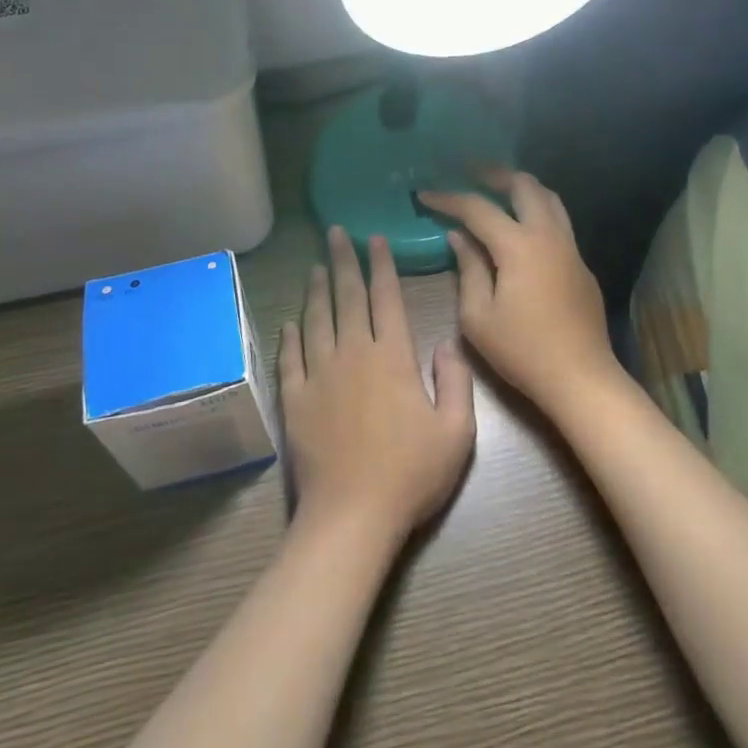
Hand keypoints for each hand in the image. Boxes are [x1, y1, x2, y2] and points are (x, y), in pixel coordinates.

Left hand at [279, 227, 475, 543]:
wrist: (352, 515)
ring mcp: (319, 375)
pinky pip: (290, 358)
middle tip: (335, 232)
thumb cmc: (411, 474)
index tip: (375, 238)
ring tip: (314, 265)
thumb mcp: (457, 432)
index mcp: (392, 357)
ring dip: (316, 290)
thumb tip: (444, 343)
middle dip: (343, 261)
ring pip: (316, 319)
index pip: (386, 298)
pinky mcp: (295, 399)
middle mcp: (353, 354)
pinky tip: (290, 321)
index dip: (381, 265)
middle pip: (347, 297)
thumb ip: (456, 381)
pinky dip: (290, 336)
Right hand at [418, 170, 617, 419]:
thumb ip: (468, 269)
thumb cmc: (522, 351)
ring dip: (521, 187)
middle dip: (494, 175)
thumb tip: (458, 236)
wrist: (581, 378)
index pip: (478, 208)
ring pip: (549, 198)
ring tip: (498, 188)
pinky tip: (522, 225)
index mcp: (519, 246)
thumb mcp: (478, 316)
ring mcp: (570, 248)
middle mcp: (548, 236)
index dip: (448, 198)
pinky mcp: (581, 265)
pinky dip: (536, 209)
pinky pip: (558, 221)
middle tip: (469, 172)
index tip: (424, 194)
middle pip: (524, 186)